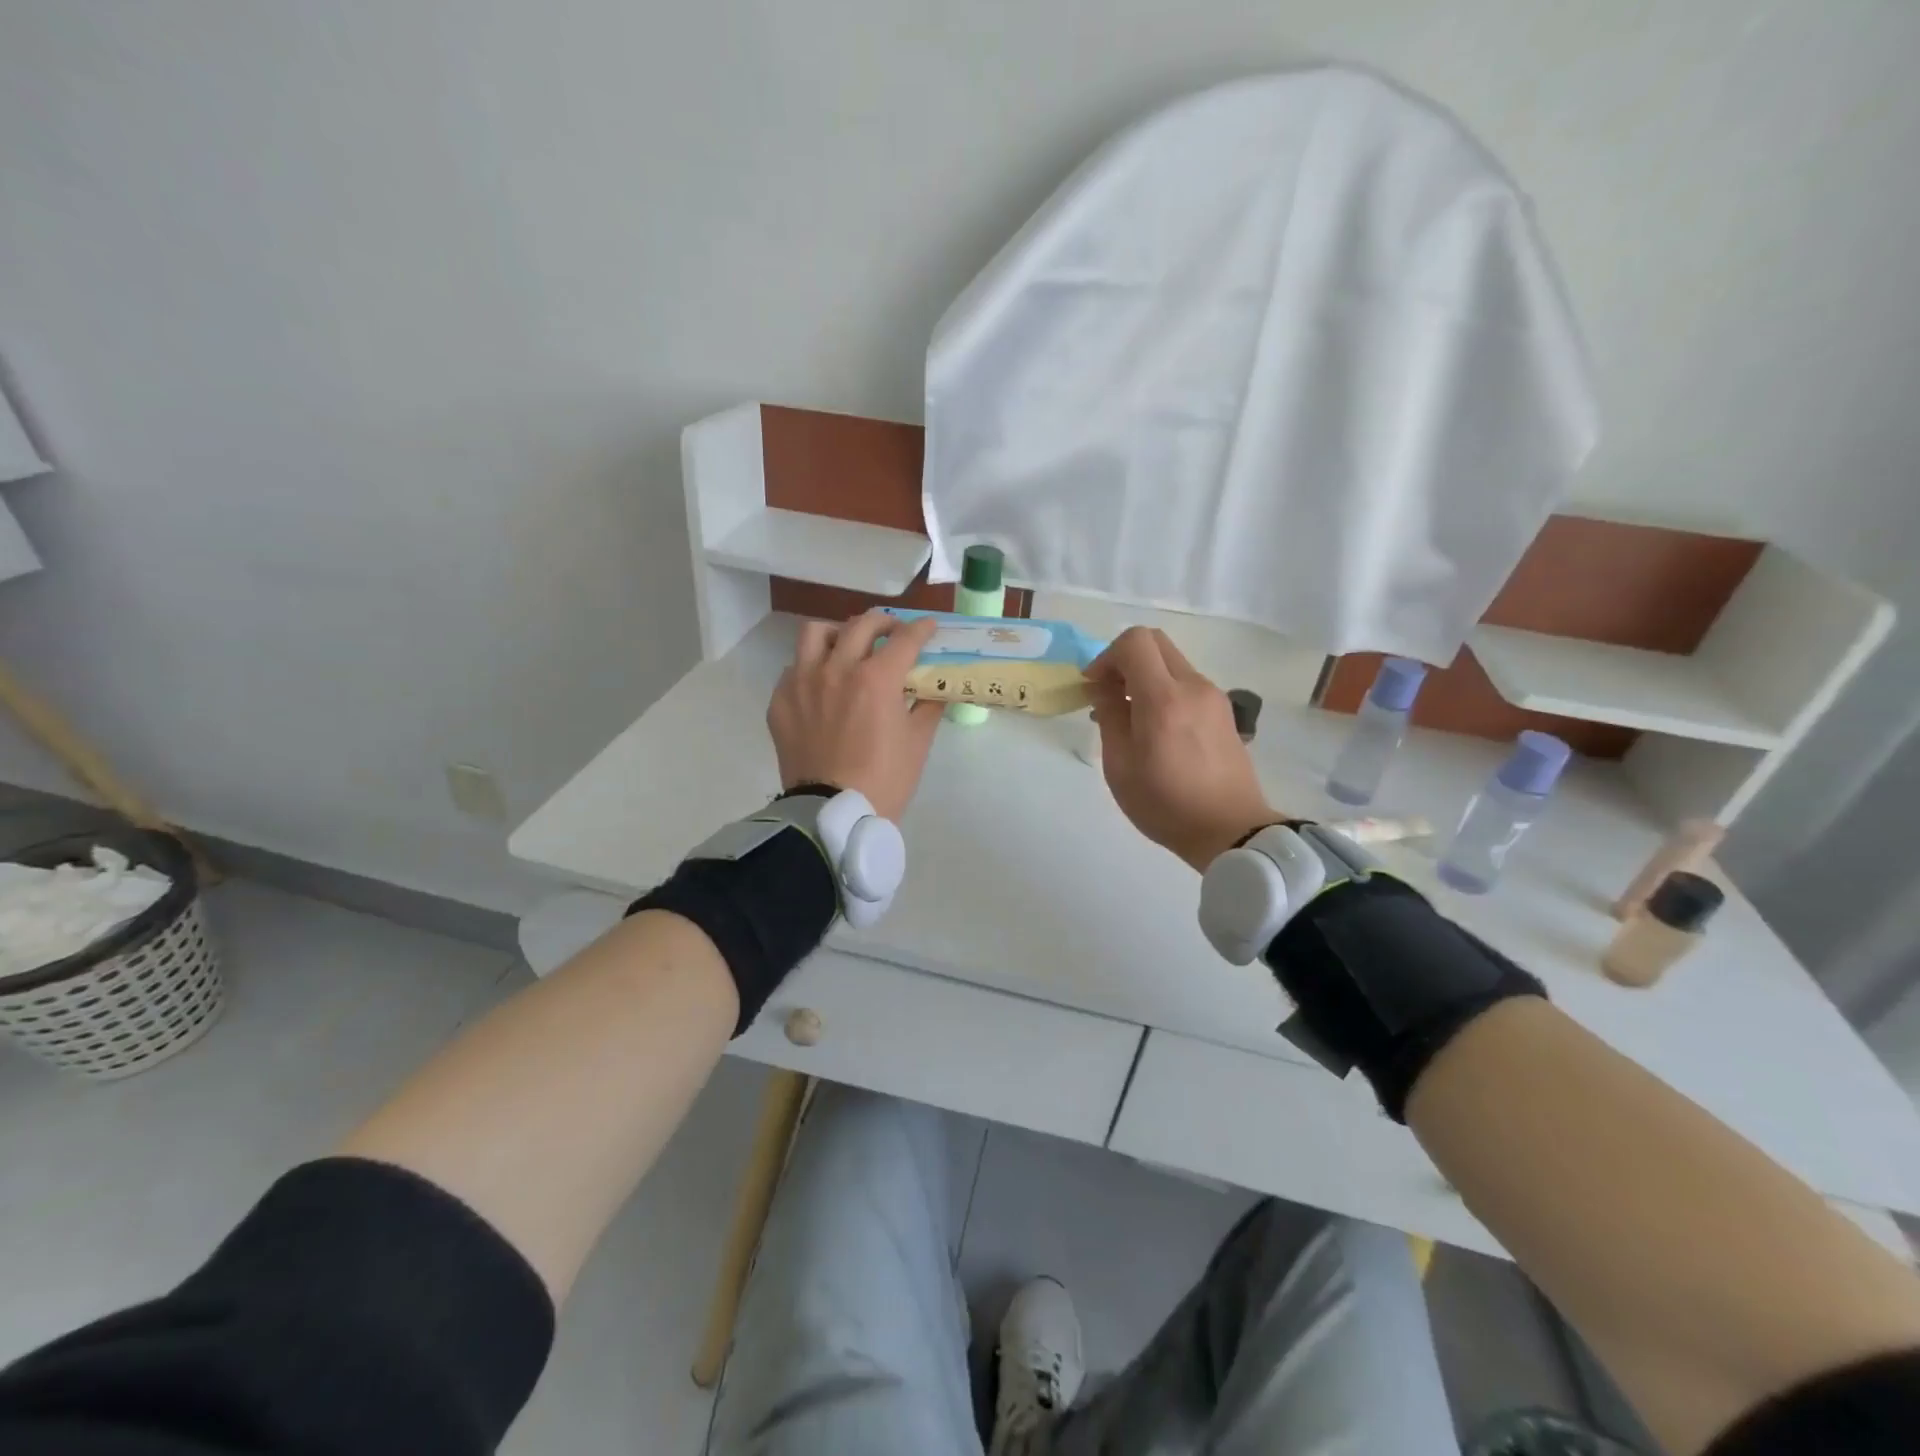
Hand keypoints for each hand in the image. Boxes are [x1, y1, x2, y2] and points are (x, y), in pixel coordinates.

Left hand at [767, 611, 943, 820]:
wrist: (832, 815)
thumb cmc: (884, 780)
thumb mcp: (917, 742)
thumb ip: (927, 706)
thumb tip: (934, 688)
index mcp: (876, 678)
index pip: (905, 638)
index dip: (922, 628)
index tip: (928, 627)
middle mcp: (837, 669)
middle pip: (862, 624)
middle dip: (884, 622)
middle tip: (893, 633)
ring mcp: (802, 683)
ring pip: (817, 634)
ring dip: (839, 634)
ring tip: (848, 647)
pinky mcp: (780, 702)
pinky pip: (794, 668)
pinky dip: (812, 667)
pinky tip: (822, 684)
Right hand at [1085, 627, 1281, 870]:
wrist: (1231, 831)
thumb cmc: (1166, 804)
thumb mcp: (1120, 766)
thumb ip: (1110, 716)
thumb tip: (1104, 686)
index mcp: (1164, 698)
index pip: (1134, 642)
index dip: (1106, 657)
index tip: (1094, 687)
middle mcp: (1193, 686)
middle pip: (1155, 641)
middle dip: (1124, 659)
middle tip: (1108, 693)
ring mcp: (1213, 696)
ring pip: (1172, 662)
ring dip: (1144, 675)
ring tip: (1129, 716)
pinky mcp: (1223, 711)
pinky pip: (1186, 683)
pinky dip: (1164, 689)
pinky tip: (1155, 727)